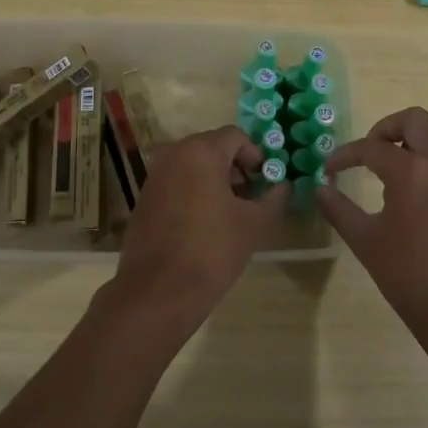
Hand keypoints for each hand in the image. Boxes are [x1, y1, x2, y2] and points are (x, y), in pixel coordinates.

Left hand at [111, 126, 288, 331]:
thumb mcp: (255, 224)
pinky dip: (194, 193)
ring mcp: (155, 176)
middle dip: (236, 168)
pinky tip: (204, 225)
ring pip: (193, 166)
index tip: (265, 183)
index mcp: (201, 151)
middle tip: (250, 198)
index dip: (256, 156)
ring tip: (230, 214)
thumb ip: (274, 198)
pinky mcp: (144, 199)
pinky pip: (176, 183)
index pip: (236, 136)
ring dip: (215, 181)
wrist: (159, 291)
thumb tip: (283, 186)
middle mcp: (174, 154)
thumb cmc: (213, 249)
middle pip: (213, 148)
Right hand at [318, 108, 427, 360]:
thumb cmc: (411, 280)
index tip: (332, 168)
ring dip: (425, 139)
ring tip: (409, 164)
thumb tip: (321, 188)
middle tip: (374, 152)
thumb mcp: (366, 243)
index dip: (345, 155)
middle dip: (388, 129)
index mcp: (412, 172)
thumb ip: (339, 210)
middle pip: (416, 120)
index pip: (371, 147)